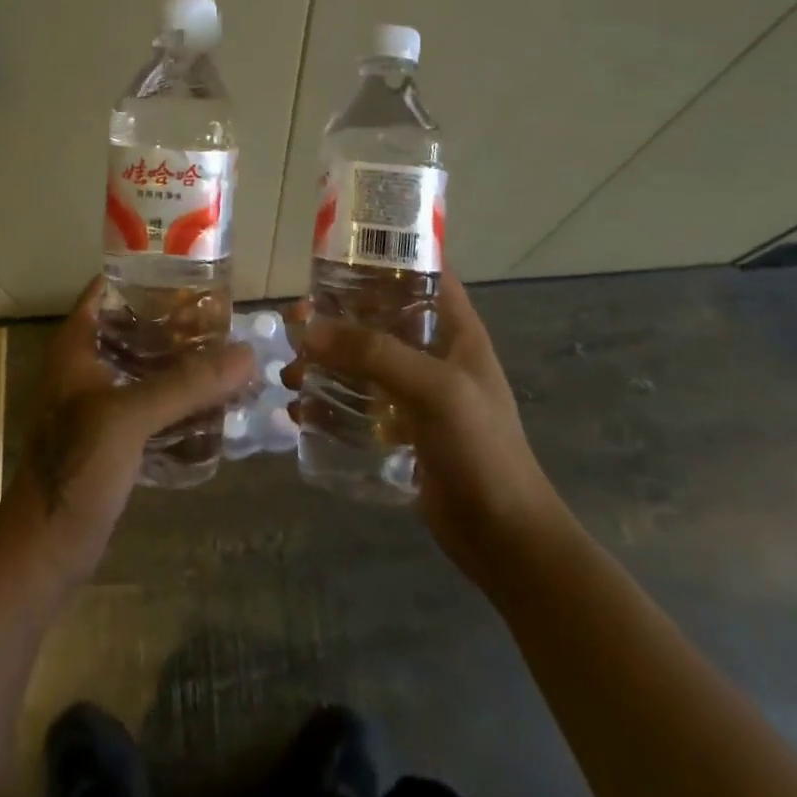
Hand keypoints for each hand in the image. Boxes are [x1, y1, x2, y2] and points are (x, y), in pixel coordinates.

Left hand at [0, 277, 254, 593]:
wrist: (44, 550)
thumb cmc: (75, 468)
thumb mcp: (130, 417)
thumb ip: (187, 384)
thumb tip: (247, 353)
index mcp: (77, 344)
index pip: (111, 288)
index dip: (149, 275)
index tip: (195, 272)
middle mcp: (87, 365)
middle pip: (136, 327)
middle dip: (178, 323)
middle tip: (225, 318)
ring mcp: (99, 402)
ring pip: (147, 367)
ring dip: (183, 364)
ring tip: (229, 356)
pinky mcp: (113, 437)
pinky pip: (153, 404)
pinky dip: (180, 400)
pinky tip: (216, 403)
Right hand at [285, 274, 557, 583]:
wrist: (504, 538)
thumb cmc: (481, 448)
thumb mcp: (433, 389)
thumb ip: (373, 353)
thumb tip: (308, 328)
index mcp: (454, 328)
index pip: (420, 272)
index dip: (382, 258)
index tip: (334, 257)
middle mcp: (433, 351)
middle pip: (377, 316)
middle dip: (335, 317)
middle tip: (295, 323)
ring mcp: (415, 391)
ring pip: (361, 360)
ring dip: (324, 362)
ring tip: (292, 376)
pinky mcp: (400, 427)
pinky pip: (356, 401)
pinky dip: (328, 401)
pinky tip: (301, 412)